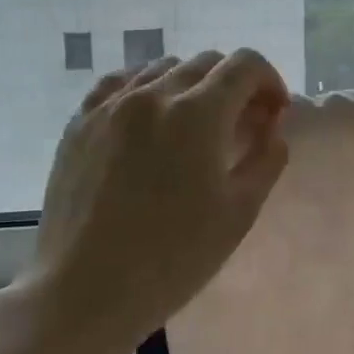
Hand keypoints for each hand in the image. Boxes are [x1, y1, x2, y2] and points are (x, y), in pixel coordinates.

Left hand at [14, 50, 291, 353]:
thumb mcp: (239, 213)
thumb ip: (267, 159)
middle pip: (207, 63)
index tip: (273, 114)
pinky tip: (149, 118)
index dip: (270, 81)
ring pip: (163, 68)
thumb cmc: (173, 257)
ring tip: (194, 125)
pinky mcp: (80, 123)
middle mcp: (153, 94)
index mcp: (198, 114)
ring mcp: (110, 105)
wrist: (84, 291)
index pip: (245, 65)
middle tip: (241, 125)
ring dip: (192, 85)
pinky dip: (146, 88)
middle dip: (235, 85)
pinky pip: (120, 83)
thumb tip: (272, 129)